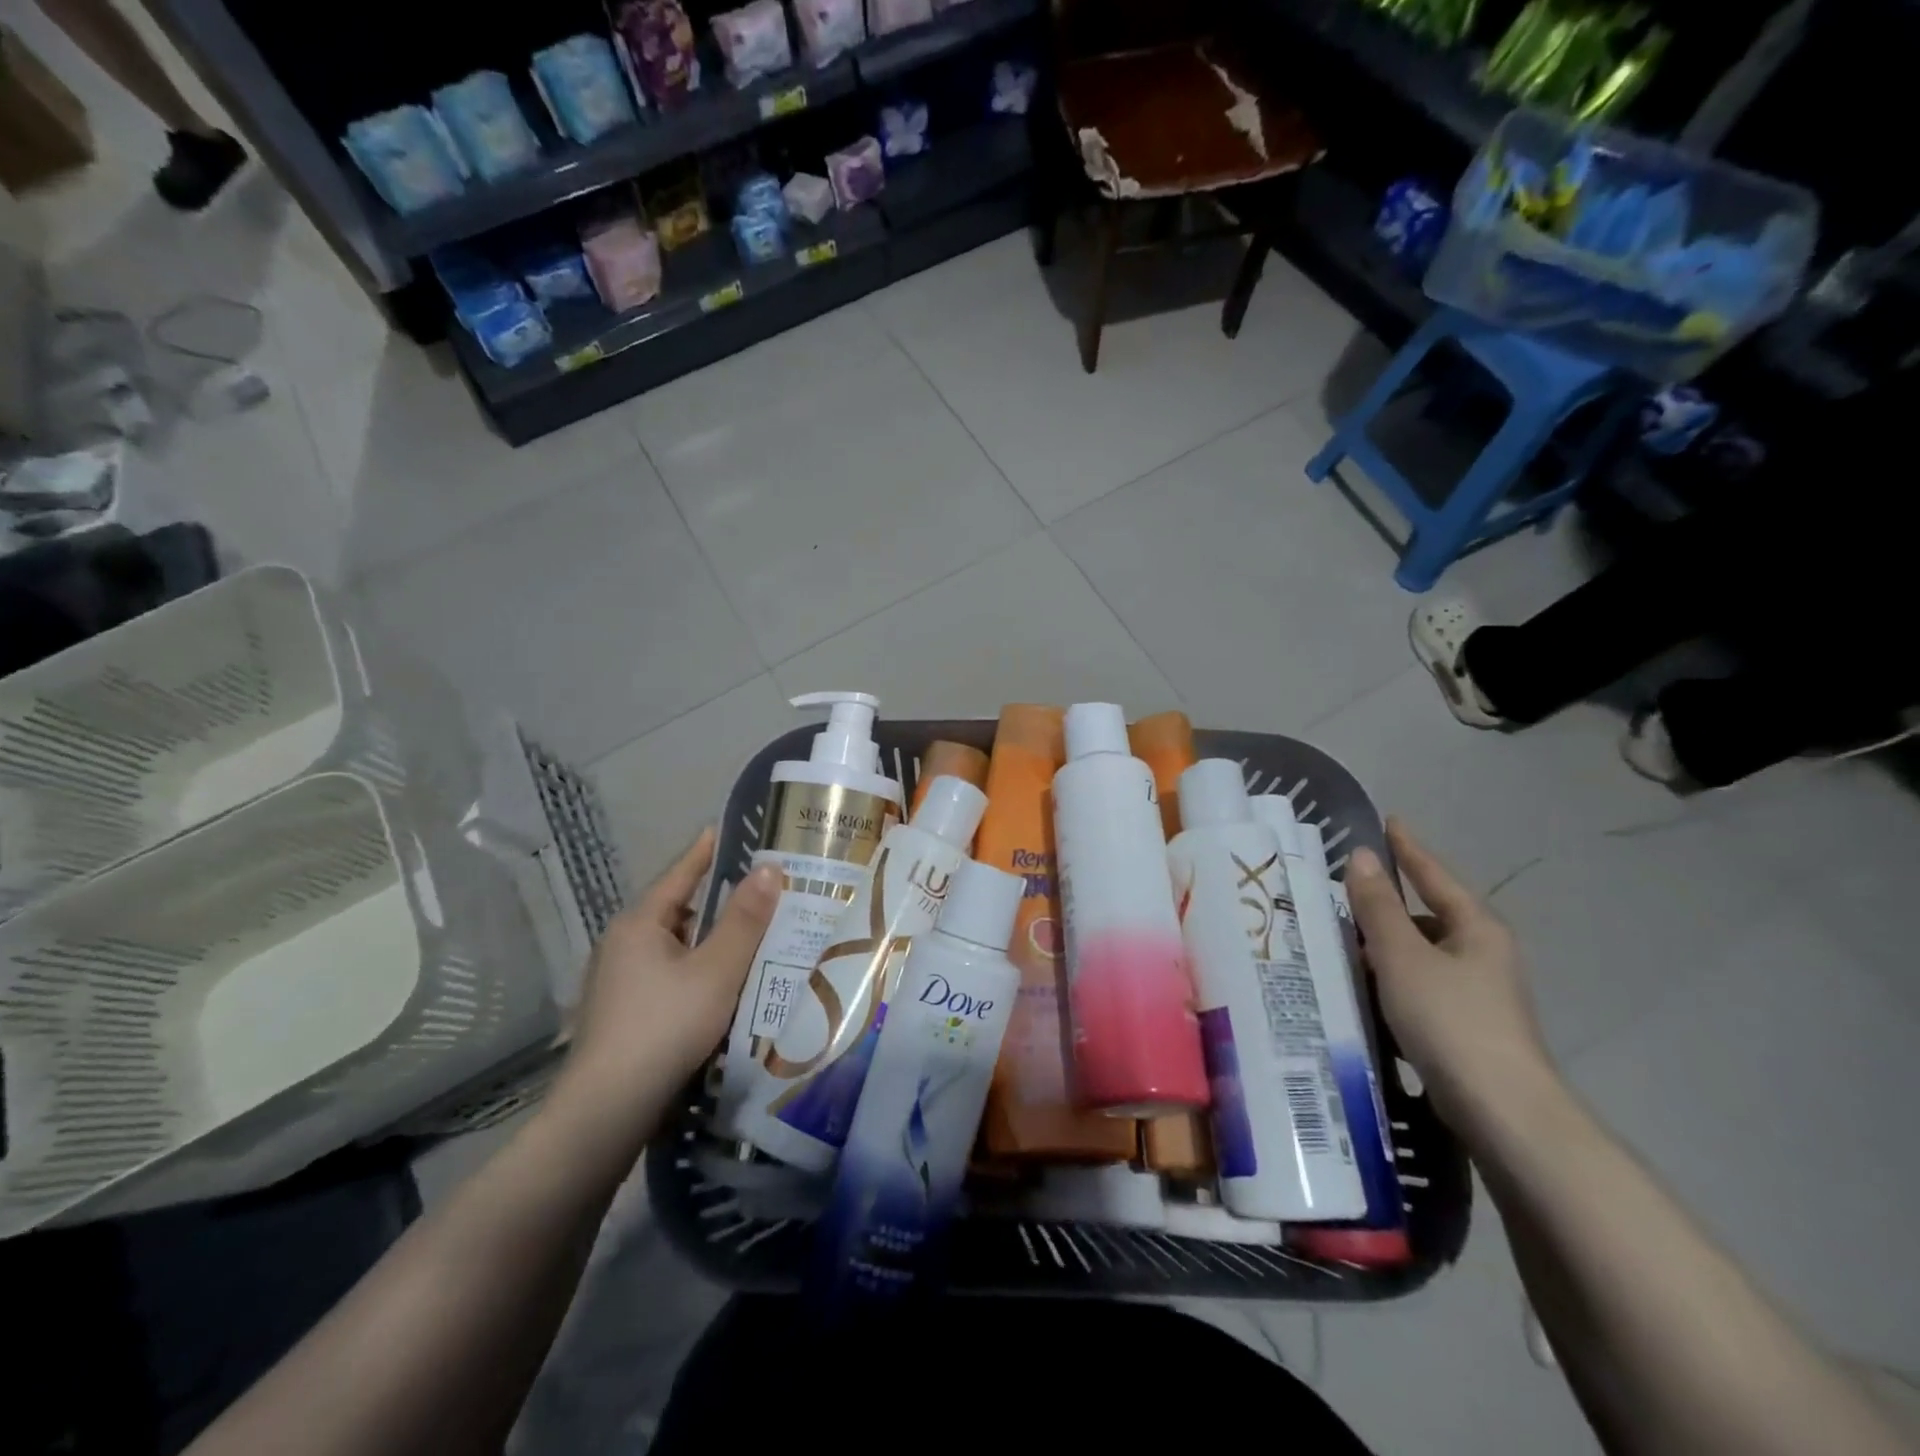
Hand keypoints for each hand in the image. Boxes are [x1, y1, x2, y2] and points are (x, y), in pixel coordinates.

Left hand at [557, 829, 780, 1127]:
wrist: (606, 1113)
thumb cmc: (665, 1028)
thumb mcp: (717, 970)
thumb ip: (745, 919)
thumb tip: (769, 868)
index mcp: (640, 923)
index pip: (680, 872)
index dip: (707, 850)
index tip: (730, 829)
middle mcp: (623, 944)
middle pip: (679, 909)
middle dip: (719, 899)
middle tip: (763, 890)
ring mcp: (618, 981)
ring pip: (675, 946)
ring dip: (710, 939)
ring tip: (754, 935)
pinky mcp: (623, 1012)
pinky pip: (669, 974)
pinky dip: (698, 968)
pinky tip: (725, 984)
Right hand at [1344, 819, 1556, 1134]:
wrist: (1502, 1112)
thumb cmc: (1451, 1020)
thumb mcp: (1402, 956)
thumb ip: (1378, 906)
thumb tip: (1360, 856)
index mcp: (1476, 928)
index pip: (1435, 875)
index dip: (1409, 849)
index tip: (1389, 822)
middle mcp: (1483, 954)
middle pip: (1428, 915)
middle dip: (1388, 903)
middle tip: (1343, 889)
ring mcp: (1478, 993)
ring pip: (1421, 953)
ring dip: (1385, 944)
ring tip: (1340, 938)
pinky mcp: (1466, 1026)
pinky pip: (1419, 985)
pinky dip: (1391, 978)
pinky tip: (1362, 987)